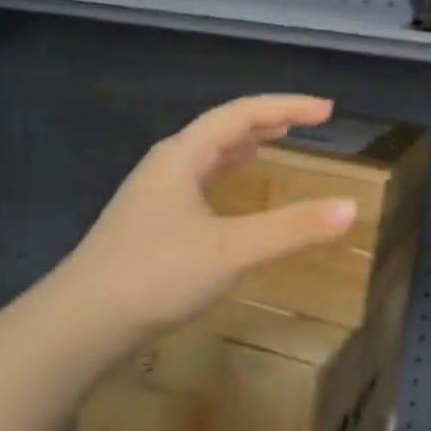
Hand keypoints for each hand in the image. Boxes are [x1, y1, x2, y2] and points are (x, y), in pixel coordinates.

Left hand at [47, 95, 357, 353]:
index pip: (241, 114)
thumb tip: (351, 208)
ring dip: (242, 147)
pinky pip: (197, 184)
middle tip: (305, 124)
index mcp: (182, 155)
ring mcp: (152, 196)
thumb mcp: (232, 249)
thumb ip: (292, 228)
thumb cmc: (156, 274)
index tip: (326, 110)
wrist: (80, 324)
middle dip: (266, 123)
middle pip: (221, 129)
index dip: (286, 106)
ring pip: (206, 157)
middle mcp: (165, 166)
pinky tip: (231, 199)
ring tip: (272, 146)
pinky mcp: (148, 225)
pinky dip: (225, 178)